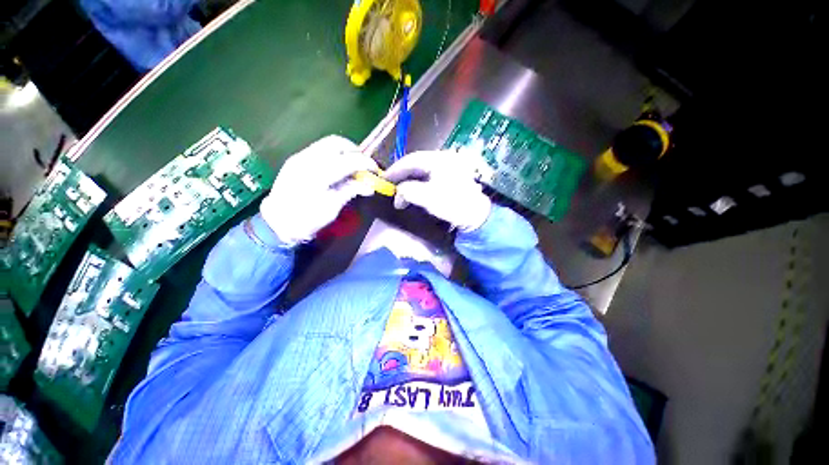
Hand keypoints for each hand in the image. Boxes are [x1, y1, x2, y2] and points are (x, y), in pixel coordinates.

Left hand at [260, 135, 377, 244]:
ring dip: (345, 151)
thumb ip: (351, 191)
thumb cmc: (306, 219)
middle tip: (364, 165)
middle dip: (355, 151)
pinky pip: (320, 149)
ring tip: (353, 165)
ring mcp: (299, 157)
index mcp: (318, 174)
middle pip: (337, 143)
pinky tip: (338, 167)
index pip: (348, 160)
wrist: (277, 223)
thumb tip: (370, 186)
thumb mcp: (332, 208)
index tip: (376, 170)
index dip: (366, 163)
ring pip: (328, 143)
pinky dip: (334, 154)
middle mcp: (307, 159)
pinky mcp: (296, 159)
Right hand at [384, 150, 491, 231]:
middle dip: (401, 176)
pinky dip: (418, 184)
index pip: (410, 160)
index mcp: (439, 159)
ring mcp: (447, 167)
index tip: (383, 180)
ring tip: (400, 193)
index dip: (394, 170)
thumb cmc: (453, 204)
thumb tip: (398, 191)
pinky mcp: (449, 176)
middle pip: (415, 164)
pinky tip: (413, 193)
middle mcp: (443, 158)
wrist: (477, 215)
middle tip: (390, 187)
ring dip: (409, 181)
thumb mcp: (428, 198)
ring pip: (421, 171)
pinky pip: (428, 177)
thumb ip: (409, 191)